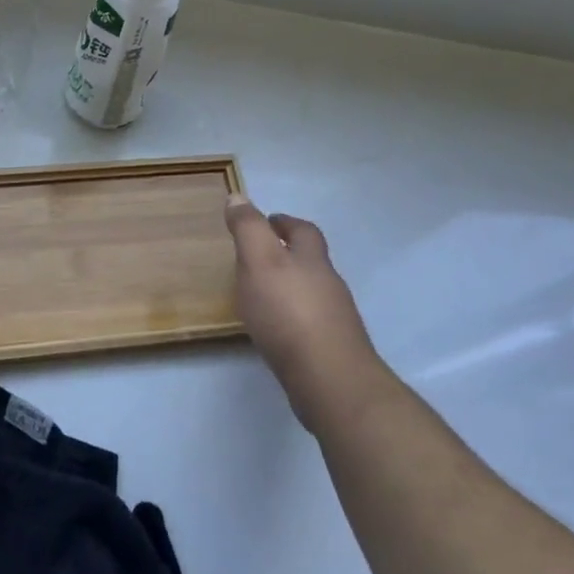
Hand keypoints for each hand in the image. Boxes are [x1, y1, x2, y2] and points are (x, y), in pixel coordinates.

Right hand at [225, 195, 382, 431]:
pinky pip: (309, 323)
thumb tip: (238, 196)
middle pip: (311, 261)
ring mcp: (334, 318)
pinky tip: (276, 331)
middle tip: (259, 257)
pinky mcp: (330, 348)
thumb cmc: (288, 312)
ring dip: (290, 287)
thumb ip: (248, 229)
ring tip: (262, 294)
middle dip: (289, 254)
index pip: (302, 230)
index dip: (284, 222)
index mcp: (312, 259)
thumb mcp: (259, 261)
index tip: (267, 221)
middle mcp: (328, 284)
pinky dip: (292, 318)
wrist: (328, 378)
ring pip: (311, 292)